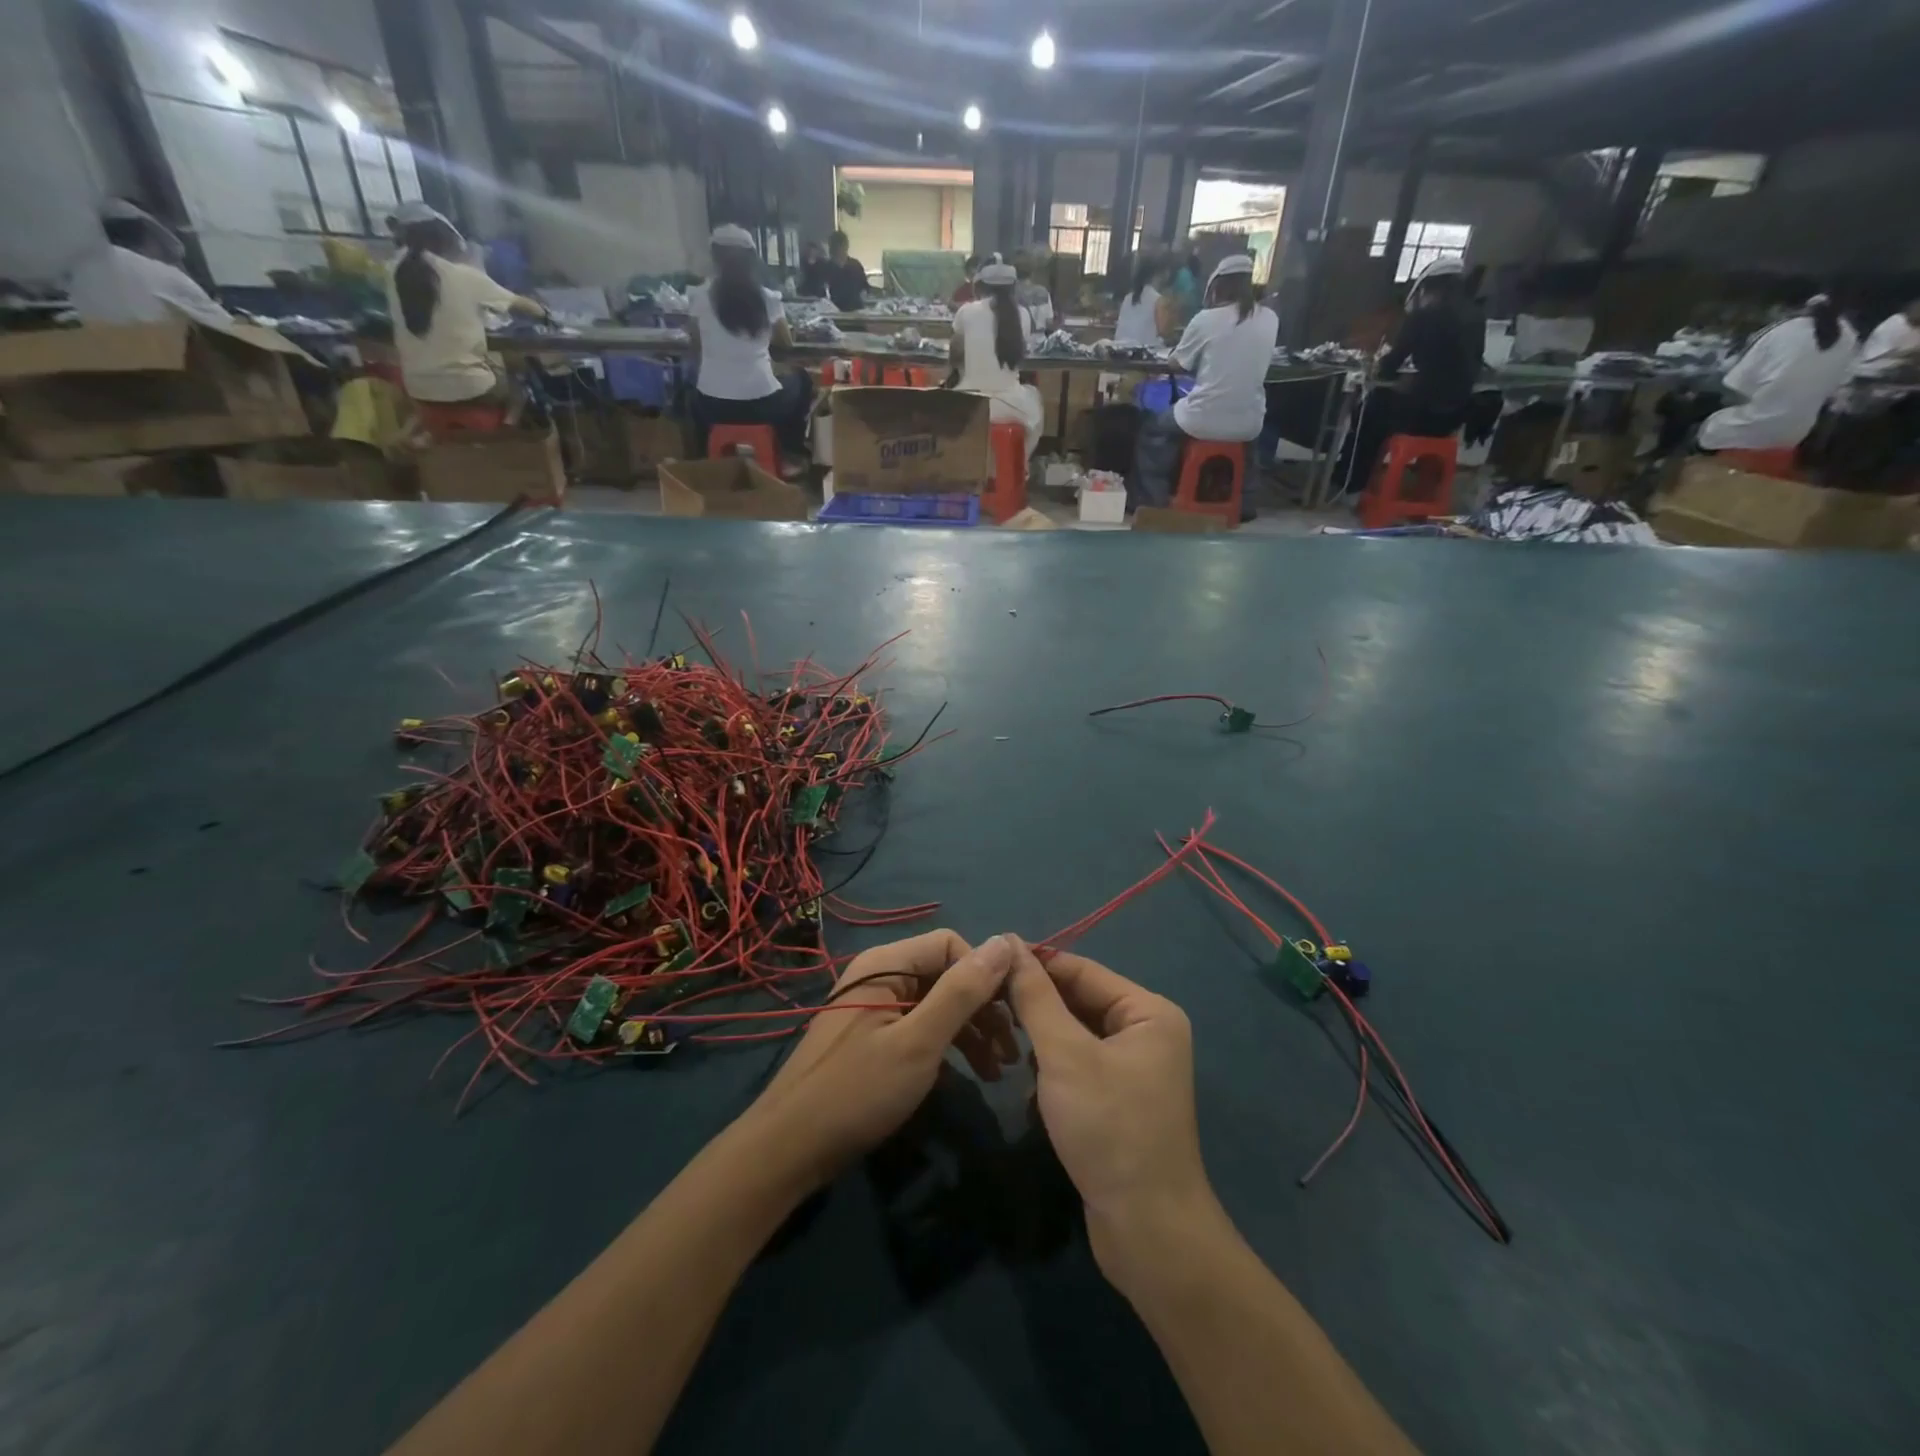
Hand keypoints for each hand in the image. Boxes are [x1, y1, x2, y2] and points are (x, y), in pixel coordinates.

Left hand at [745, 931, 1018, 1189]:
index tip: (1012, 1015)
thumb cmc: (857, 1092)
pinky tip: (967, 1076)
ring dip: (971, 1032)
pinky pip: (921, 1027)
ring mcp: (876, 1008)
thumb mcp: (918, 1042)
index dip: (984, 974)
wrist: (789, 1151)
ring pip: (937, 1004)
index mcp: (886, 964)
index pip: (951, 944)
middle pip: (945, 974)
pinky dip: (948, 1047)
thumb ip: (961, 992)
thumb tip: (1004, 942)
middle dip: (982, 1009)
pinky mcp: (874, 1038)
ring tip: (998, 1072)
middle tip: (1012, 1052)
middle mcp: (881, 976)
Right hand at [1006, 938, 1216, 1279]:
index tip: (986, 962)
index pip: (1081, 970)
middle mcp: (1147, 1033)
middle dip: (1036, 1007)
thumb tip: (1009, 942)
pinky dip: (1052, 1073)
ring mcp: (1135, 1069)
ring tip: (1004, 1048)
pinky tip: (1029, 1092)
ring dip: (1041, 1042)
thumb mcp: (1064, 1054)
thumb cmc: (1108, 1127)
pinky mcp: (1119, 1101)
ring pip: (1074, 1036)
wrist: (1147, 1230)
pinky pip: (1079, 1067)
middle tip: (985, 1004)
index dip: (1035, 963)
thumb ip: (1035, 996)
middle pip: (1079, 1002)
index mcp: (1148, 1012)